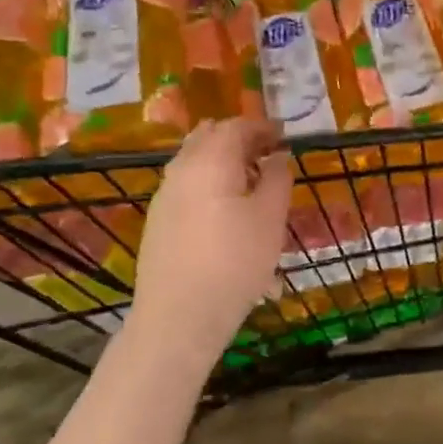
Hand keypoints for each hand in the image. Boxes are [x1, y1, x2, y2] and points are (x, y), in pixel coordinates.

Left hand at [133, 119, 292, 352]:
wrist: (179, 317)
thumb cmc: (234, 262)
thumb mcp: (271, 218)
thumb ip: (278, 178)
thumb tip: (278, 156)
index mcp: (210, 161)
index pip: (236, 126)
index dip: (262, 127)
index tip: (284, 137)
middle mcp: (181, 169)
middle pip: (208, 137)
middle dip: (239, 139)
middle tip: (267, 154)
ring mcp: (164, 196)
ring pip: (194, 161)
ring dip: (222, 161)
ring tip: (250, 183)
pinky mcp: (157, 221)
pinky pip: (186, 185)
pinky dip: (208, 182)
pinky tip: (225, 210)